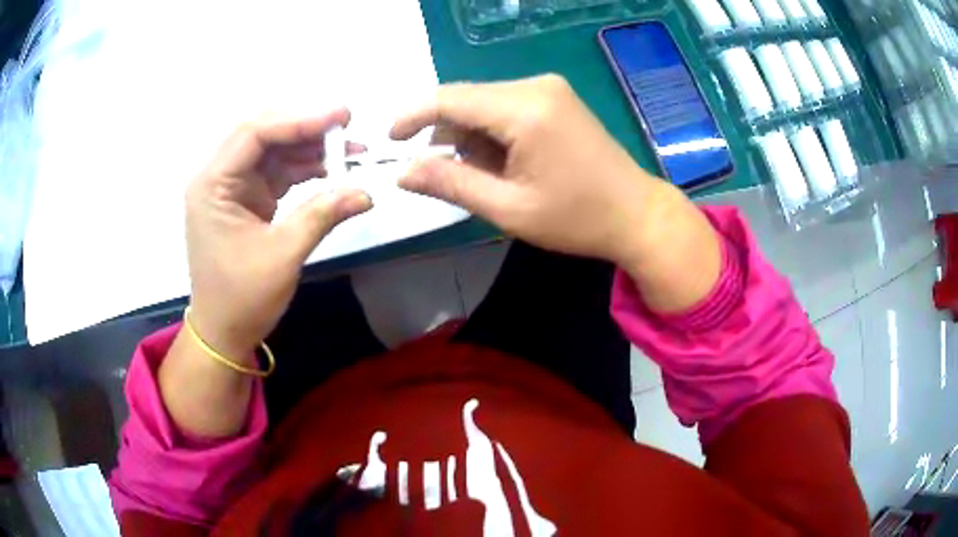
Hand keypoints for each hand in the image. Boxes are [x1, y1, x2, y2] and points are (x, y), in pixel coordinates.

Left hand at [185, 110, 371, 359]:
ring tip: (351, 150)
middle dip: (306, 127)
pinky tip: (333, 170)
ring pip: (274, 151)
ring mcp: (233, 187)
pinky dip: (305, 169)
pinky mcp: (247, 199)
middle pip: (263, 134)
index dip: (298, 119)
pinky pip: (277, 172)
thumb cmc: (242, 298)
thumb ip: (322, 215)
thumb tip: (367, 193)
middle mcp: (219, 177)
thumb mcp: (282, 255)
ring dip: (310, 148)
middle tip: (347, 124)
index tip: (341, 117)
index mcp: (212, 184)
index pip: (254, 133)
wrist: (224, 332)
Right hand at [390, 74, 672, 266]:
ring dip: (471, 136)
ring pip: (484, 103)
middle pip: (466, 99)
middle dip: (446, 134)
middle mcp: (535, 86)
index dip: (412, 117)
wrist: (636, 214)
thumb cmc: (576, 218)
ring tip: (488, 177)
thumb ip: (450, 184)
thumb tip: (403, 172)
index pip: (449, 98)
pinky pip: (506, 106)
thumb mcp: (507, 208)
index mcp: (524, 109)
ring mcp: (549, 88)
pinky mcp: (556, 97)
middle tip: (448, 176)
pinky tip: (505, 162)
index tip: (391, 142)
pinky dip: (492, 132)